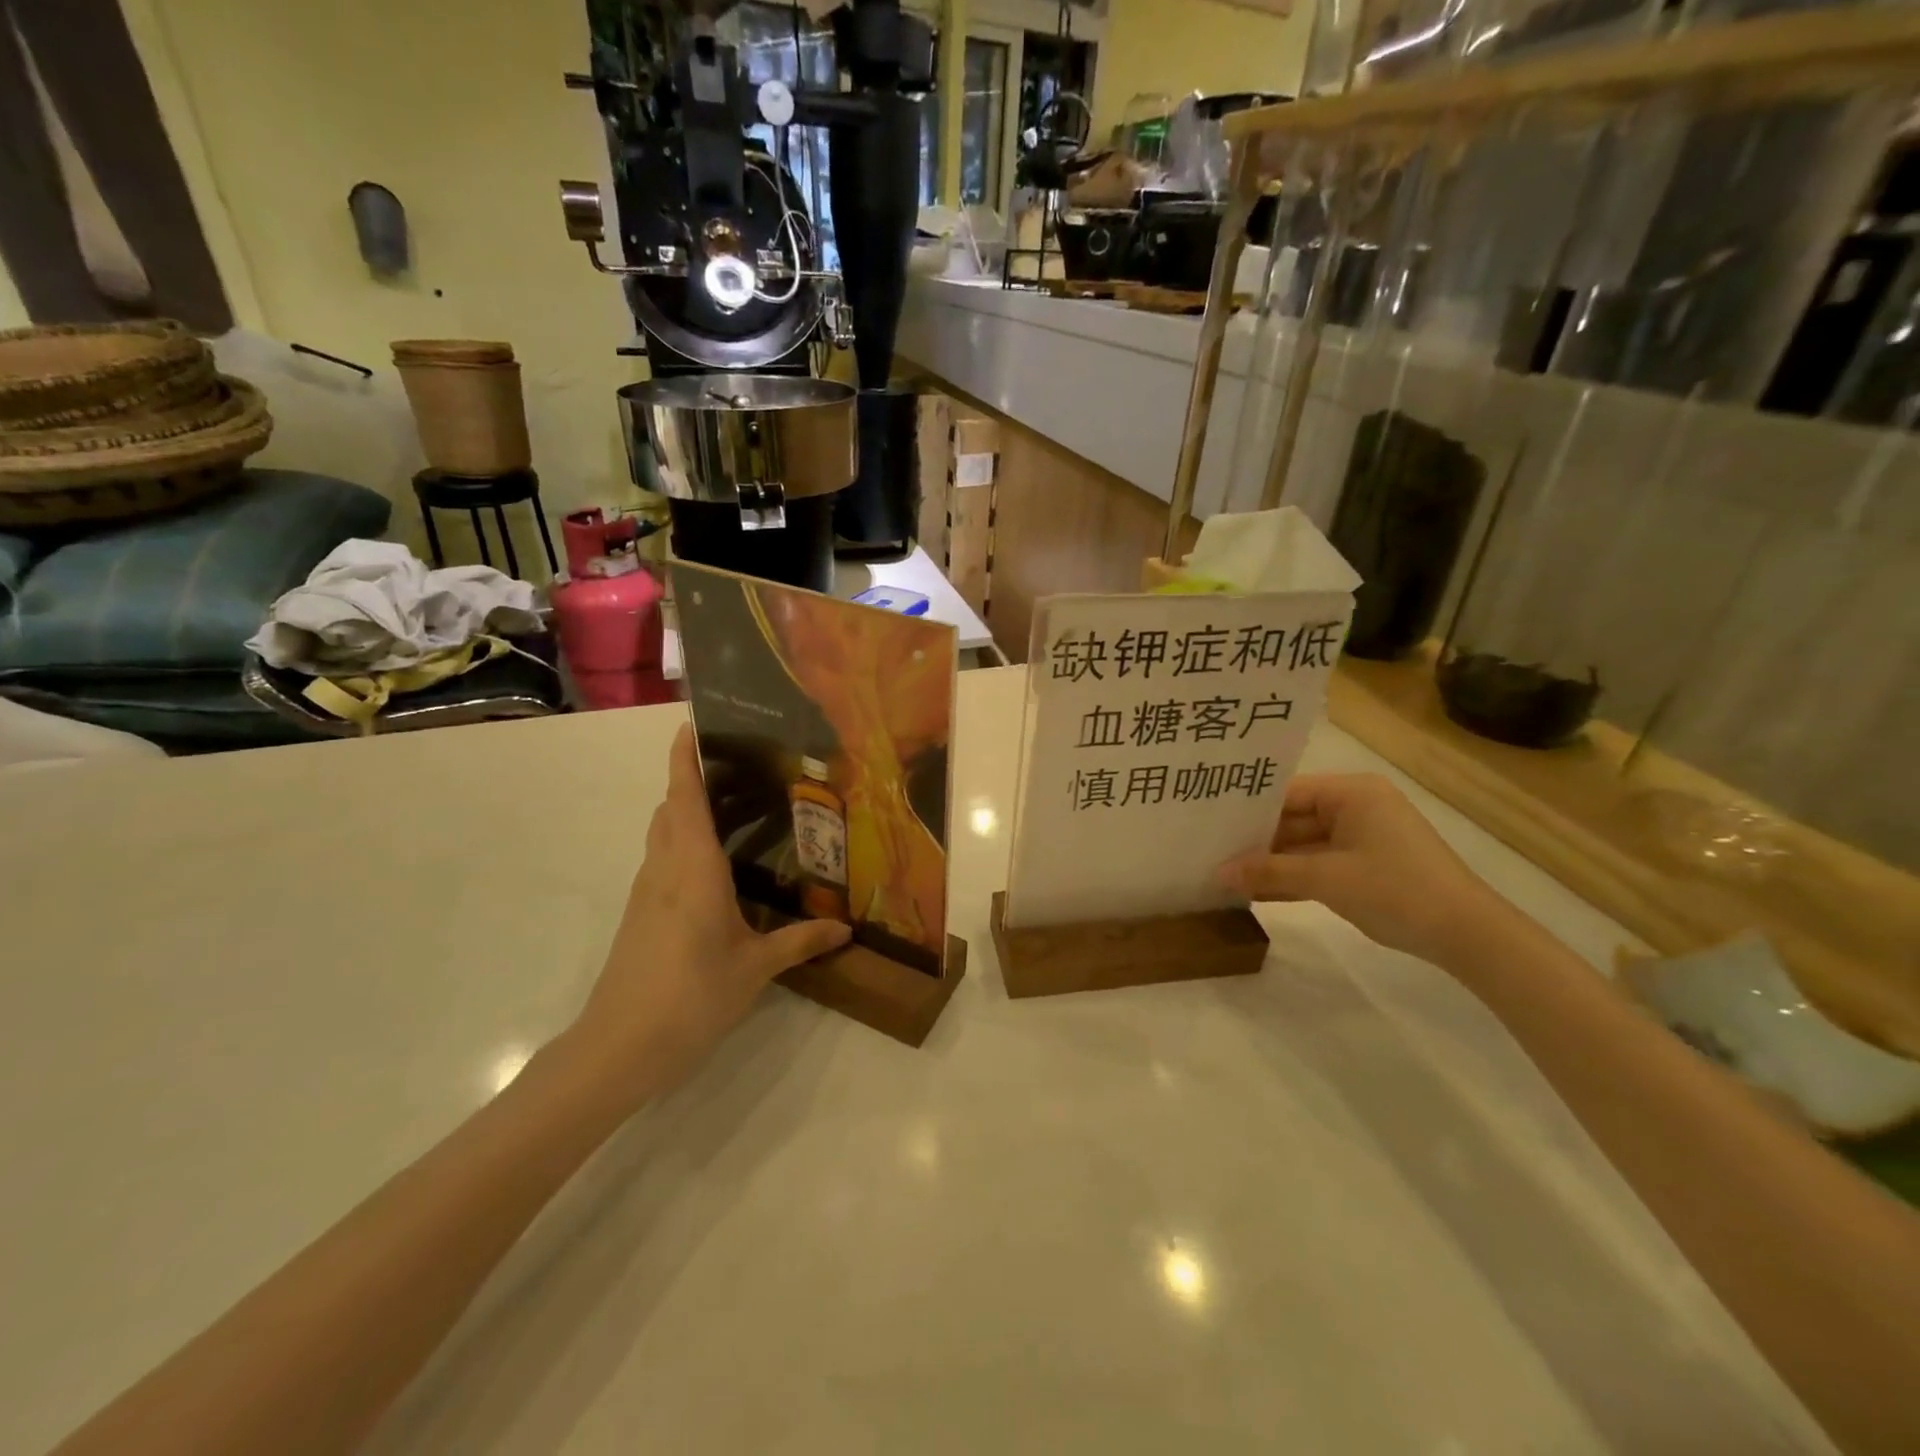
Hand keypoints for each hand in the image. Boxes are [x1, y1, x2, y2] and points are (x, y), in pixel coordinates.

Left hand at [569, 722, 849, 1097]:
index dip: (684, 758)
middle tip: (737, 769)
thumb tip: (846, 929)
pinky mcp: (639, 915)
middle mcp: (665, 869)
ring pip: (662, 834)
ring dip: (686, 812)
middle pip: (670, 808)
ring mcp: (646, 892)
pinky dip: (683, 844)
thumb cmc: (692, 995)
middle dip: (692, 780)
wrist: (619, 1047)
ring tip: (733, 809)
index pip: (684, 798)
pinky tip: (715, 867)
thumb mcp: (756, 968)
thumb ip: (801, 942)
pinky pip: (662, 861)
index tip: (692, 724)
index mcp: (694, 868)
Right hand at [1219, 773, 1511, 966]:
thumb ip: (1269, 871)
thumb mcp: (1326, 879)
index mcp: (1351, 793)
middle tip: (1208, 850)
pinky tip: (1255, 891)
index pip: (1286, 792)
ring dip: (1270, 863)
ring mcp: (1361, 837)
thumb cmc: (1396, 889)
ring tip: (1222, 873)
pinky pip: (1317, 864)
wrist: (1467, 935)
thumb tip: (1218, 874)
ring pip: (1302, 845)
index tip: (1208, 823)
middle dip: (1254, 840)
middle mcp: (1355, 806)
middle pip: (1292, 818)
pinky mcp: (1364, 866)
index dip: (1247, 809)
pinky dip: (1292, 877)